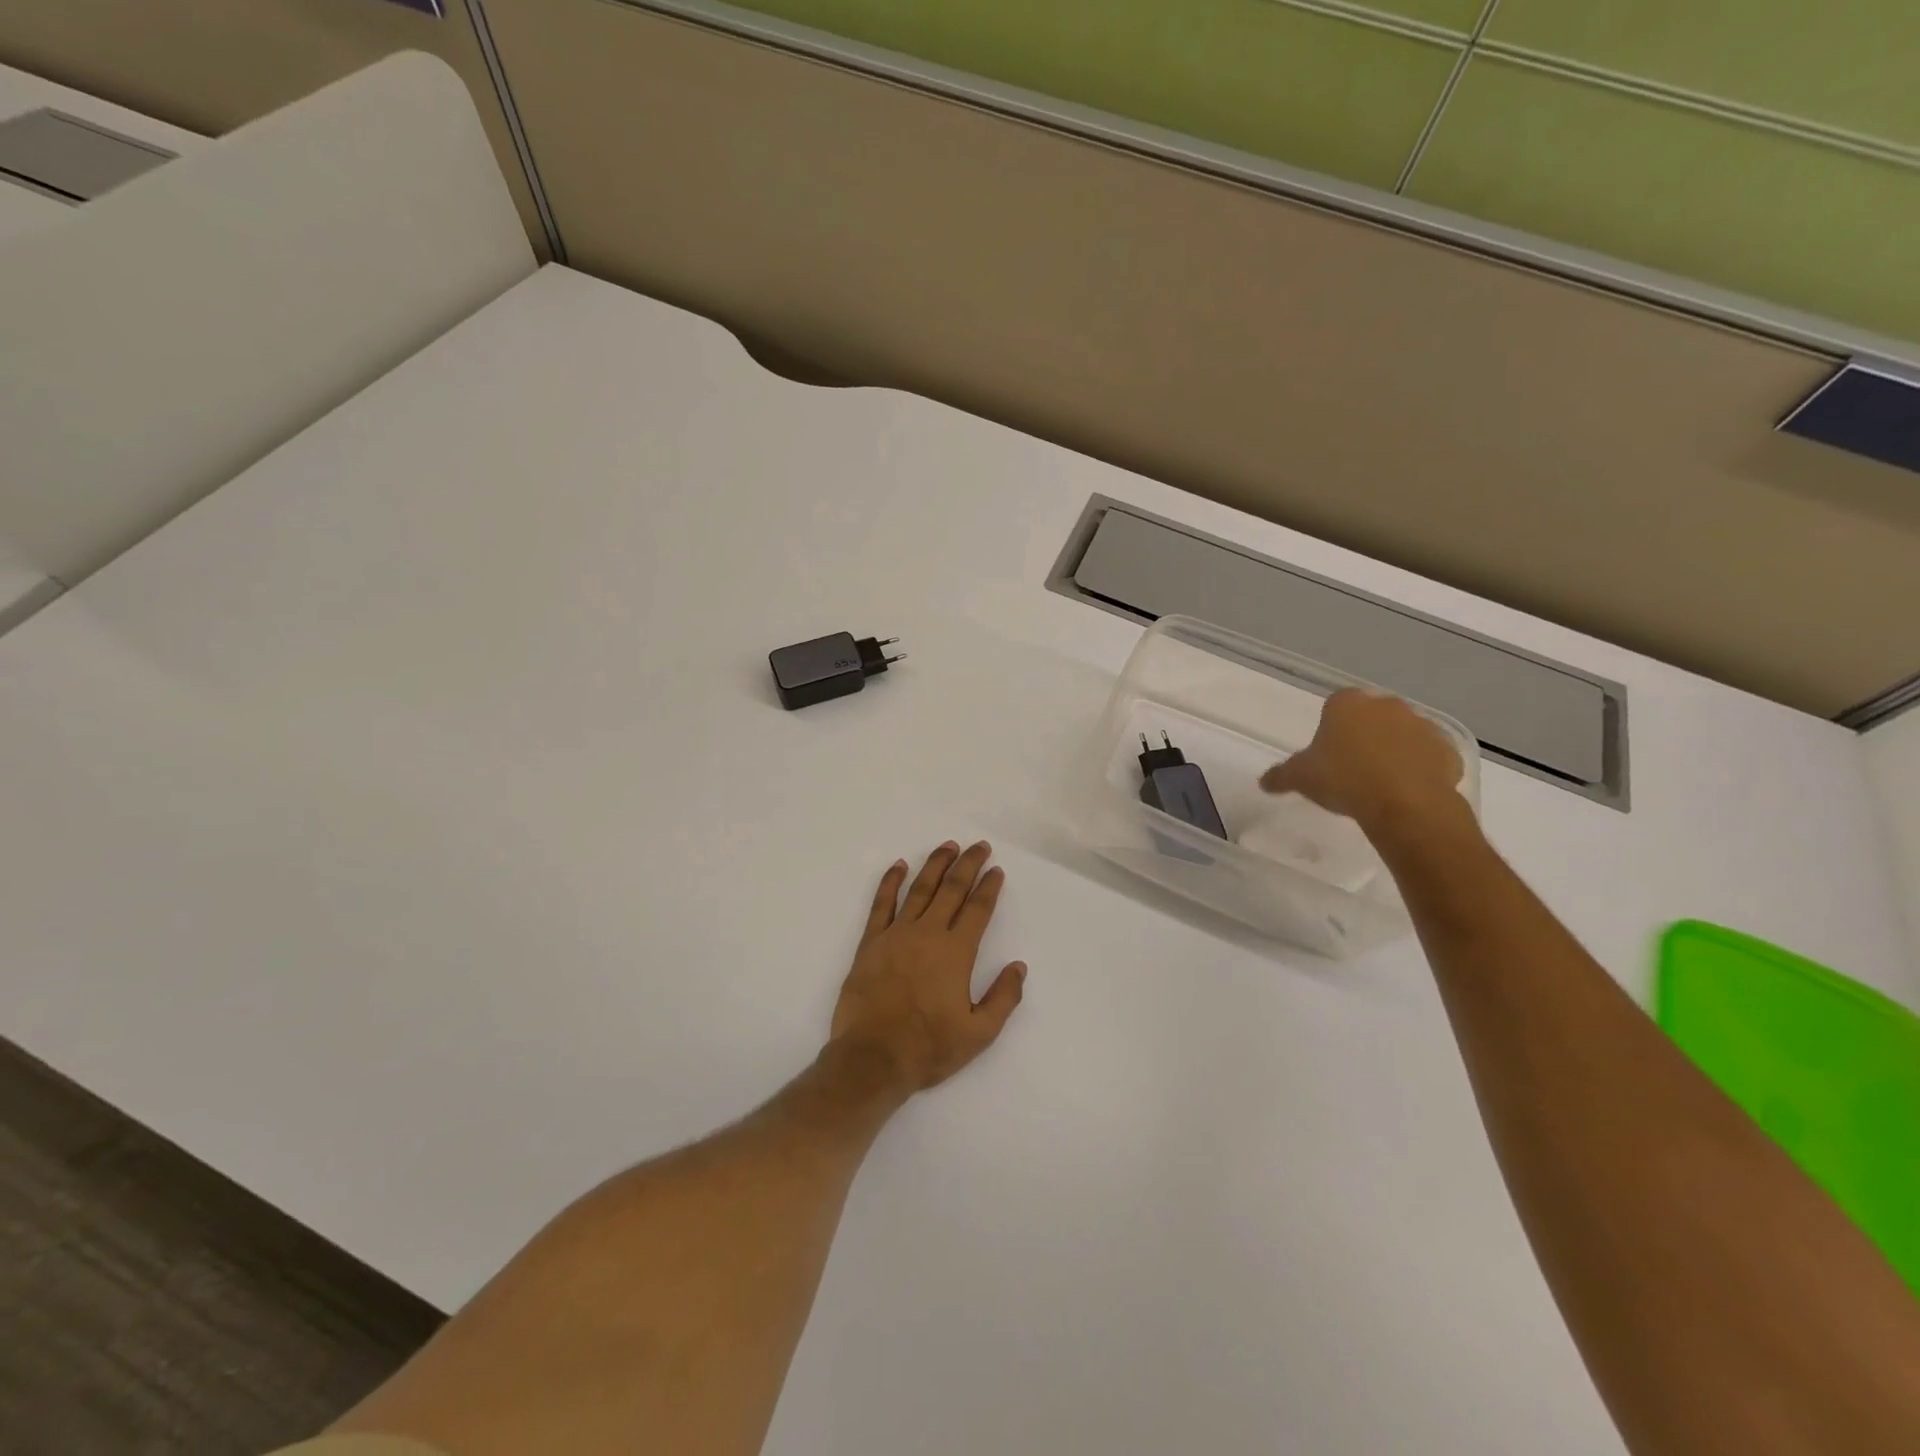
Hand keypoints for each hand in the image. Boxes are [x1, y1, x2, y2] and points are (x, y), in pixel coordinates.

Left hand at [830, 841, 1026, 1094]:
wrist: (872, 1058)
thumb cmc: (928, 1048)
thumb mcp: (979, 1033)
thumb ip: (1003, 998)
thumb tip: (1018, 966)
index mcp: (956, 952)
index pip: (977, 909)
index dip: (989, 887)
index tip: (996, 871)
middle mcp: (928, 934)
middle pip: (951, 889)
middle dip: (968, 865)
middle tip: (979, 846)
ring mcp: (896, 934)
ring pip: (920, 889)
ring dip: (935, 865)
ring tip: (948, 846)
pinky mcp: (871, 942)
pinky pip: (881, 903)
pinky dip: (890, 881)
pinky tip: (899, 865)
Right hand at [1260, 688, 1466, 835]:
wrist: (1405, 804)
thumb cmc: (1344, 779)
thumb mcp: (1300, 778)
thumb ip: (1281, 775)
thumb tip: (1264, 781)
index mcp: (1348, 704)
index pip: (1335, 705)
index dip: (1330, 727)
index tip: (1327, 752)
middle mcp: (1387, 705)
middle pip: (1371, 716)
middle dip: (1363, 735)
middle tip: (1351, 767)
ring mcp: (1422, 725)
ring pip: (1402, 734)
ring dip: (1393, 750)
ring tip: (1380, 782)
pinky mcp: (1448, 750)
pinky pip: (1428, 756)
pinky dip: (1419, 768)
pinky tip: (1406, 791)